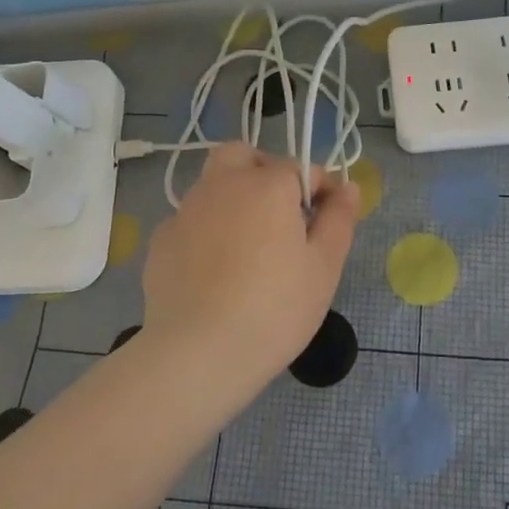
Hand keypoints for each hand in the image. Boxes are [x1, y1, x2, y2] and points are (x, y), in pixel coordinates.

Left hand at [140, 144, 360, 377]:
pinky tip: (214, 271)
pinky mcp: (160, 240)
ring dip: (233, 199)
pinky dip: (206, 232)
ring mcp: (185, 211)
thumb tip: (348, 187)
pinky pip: (190, 221)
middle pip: (243, 156)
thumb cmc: (275, 308)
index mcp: (267, 185)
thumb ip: (339, 219)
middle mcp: (222, 185)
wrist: (198, 353)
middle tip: (280, 213)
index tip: (327, 220)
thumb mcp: (324, 267)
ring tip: (248, 247)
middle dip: (264, 172)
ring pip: (212, 185)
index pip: (301, 168)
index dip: (320, 189)